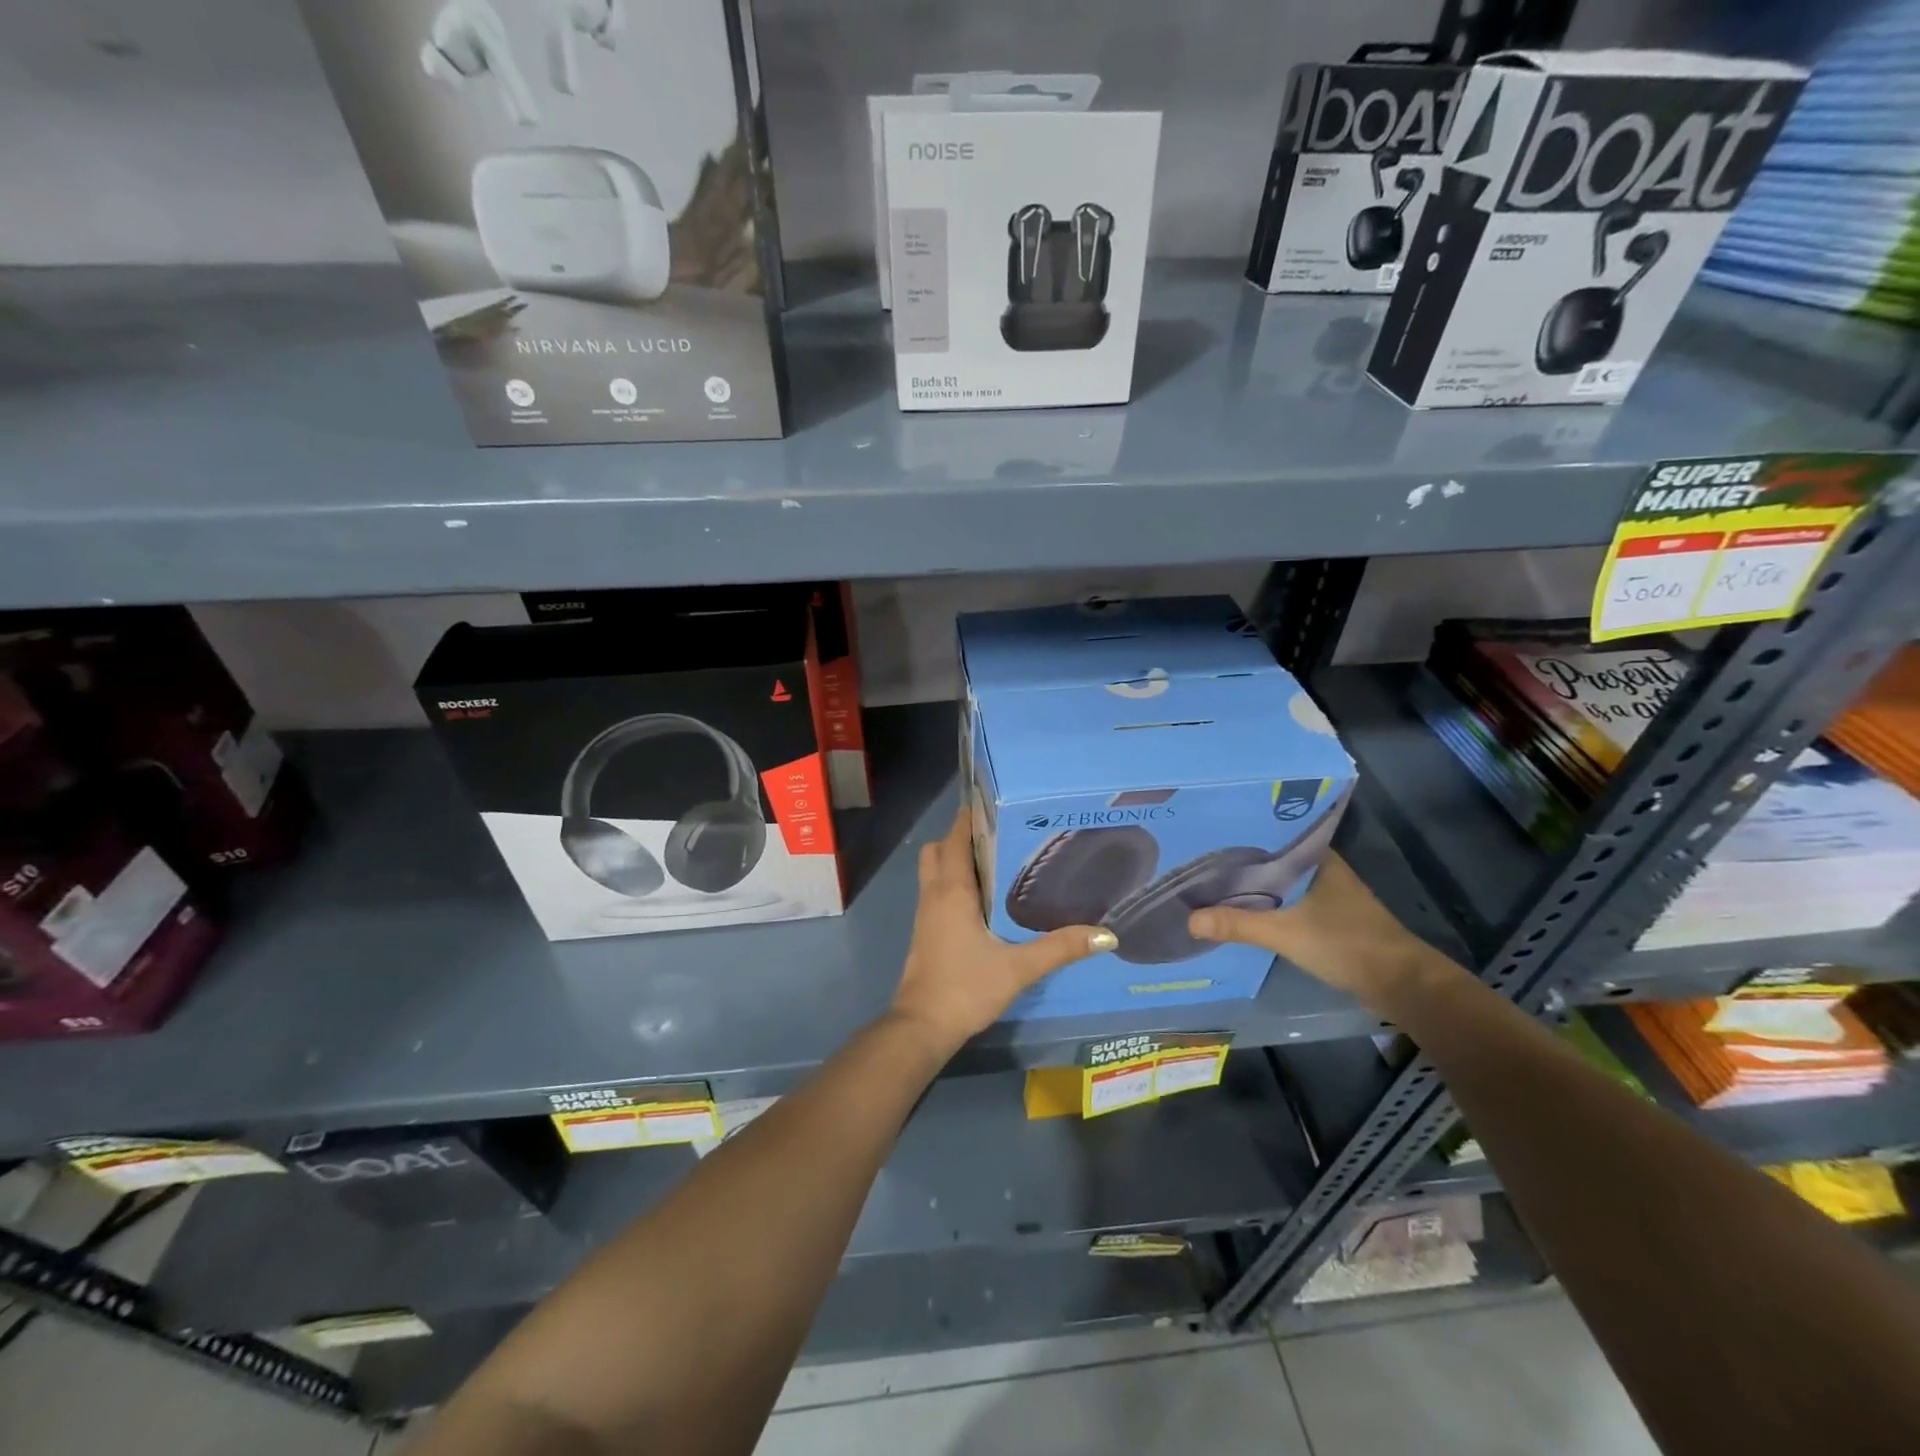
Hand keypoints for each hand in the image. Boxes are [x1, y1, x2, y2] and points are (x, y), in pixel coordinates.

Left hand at [891, 810, 1115, 1053]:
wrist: (923, 1027)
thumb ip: (1060, 948)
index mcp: (952, 890)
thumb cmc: (966, 987)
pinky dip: (953, 884)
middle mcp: (934, 894)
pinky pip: (936, 893)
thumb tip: (1106, 935)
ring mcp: (926, 914)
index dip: (970, 818)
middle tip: (999, 837)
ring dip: (955, 861)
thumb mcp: (1018, 968)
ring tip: (996, 864)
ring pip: (934, 871)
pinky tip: (984, 902)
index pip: (955, 839)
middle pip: (939, 850)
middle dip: (962, 838)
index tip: (995, 805)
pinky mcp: (925, 933)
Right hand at [1187, 851, 1450, 1013]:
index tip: (1205, 833)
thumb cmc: (1346, 943)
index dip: (1238, 833)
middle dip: (1239, 860)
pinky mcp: (1329, 916)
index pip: (1270, 833)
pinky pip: (1288, 899)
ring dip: (1253, 883)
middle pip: (1271, 858)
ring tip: (1211, 880)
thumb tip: (1189, 919)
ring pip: (1280, 880)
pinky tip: (1243, 908)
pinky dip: (1267, 902)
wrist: (1402, 984)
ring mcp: (1328, 892)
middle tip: (1197, 857)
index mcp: (1316, 857)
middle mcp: (1322, 867)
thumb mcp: (1285, 933)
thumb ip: (1238, 924)